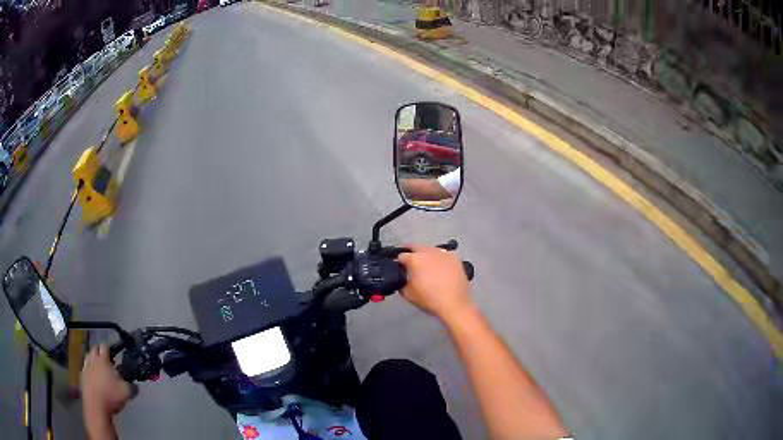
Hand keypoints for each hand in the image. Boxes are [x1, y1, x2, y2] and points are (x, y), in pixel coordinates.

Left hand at [81, 345, 131, 417]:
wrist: (96, 406)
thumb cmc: (111, 395)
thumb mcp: (127, 392)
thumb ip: (132, 387)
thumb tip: (134, 386)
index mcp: (103, 359)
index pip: (105, 346)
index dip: (110, 349)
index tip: (115, 356)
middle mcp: (92, 359)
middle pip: (94, 349)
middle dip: (100, 353)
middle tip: (108, 362)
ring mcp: (85, 368)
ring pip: (88, 358)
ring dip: (94, 361)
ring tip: (101, 371)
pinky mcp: (82, 377)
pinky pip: (86, 370)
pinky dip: (90, 372)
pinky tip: (95, 381)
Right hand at [397, 245, 472, 321]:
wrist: (454, 304)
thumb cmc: (429, 300)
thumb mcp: (408, 294)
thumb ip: (401, 282)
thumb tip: (402, 277)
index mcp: (415, 259)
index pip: (401, 256)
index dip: (398, 262)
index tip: (399, 268)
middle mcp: (428, 251)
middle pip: (415, 247)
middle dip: (410, 252)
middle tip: (409, 261)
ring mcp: (443, 253)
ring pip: (430, 249)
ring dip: (425, 254)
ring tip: (426, 264)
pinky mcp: (455, 257)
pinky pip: (443, 254)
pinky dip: (439, 258)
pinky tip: (441, 266)